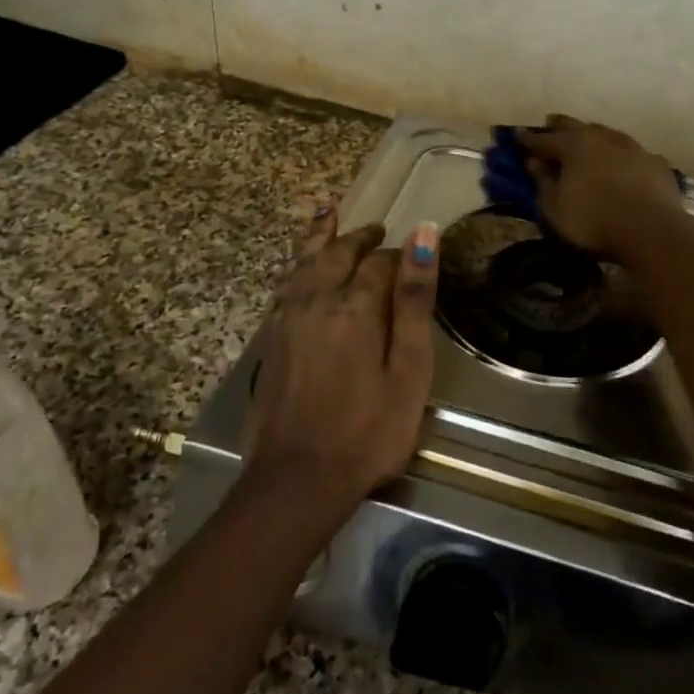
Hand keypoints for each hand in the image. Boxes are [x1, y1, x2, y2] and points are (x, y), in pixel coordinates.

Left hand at [244, 209, 440, 518]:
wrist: (297, 478)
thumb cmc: (368, 430)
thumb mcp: (408, 369)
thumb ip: (415, 300)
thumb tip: (423, 235)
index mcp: (356, 305)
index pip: (379, 262)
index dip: (397, 254)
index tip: (413, 253)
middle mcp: (317, 300)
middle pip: (337, 252)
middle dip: (359, 237)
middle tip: (376, 229)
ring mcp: (288, 318)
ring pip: (304, 261)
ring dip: (319, 236)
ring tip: (328, 214)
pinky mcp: (271, 339)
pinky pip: (284, 284)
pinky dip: (295, 263)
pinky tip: (298, 267)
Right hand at [516, 115, 686, 261]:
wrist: (653, 231)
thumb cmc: (594, 221)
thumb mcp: (555, 208)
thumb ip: (542, 182)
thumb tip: (533, 162)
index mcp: (574, 145)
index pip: (544, 139)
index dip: (528, 140)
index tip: (516, 137)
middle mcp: (603, 137)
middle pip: (576, 126)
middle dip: (559, 126)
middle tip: (549, 125)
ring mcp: (633, 147)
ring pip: (606, 134)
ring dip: (592, 137)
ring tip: (586, 142)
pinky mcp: (656, 163)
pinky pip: (631, 154)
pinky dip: (620, 156)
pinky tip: (621, 164)